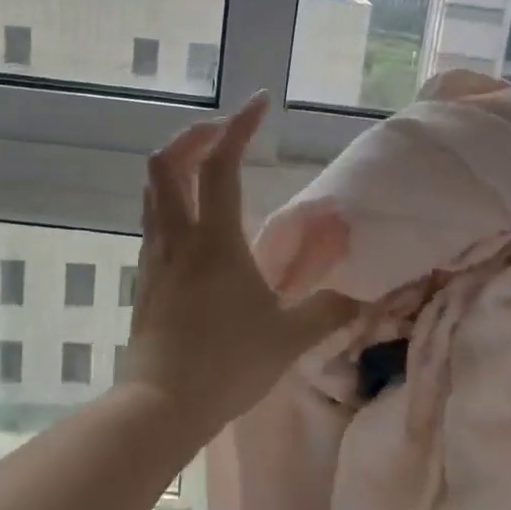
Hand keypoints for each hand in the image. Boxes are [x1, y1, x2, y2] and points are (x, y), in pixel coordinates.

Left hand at [120, 92, 357, 434]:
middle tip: (228, 133)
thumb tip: (365, 294)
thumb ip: (330, 310)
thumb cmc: (227, 366)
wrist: (160, 407)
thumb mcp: (289, 338)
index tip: (260, 102)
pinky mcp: (145, 278)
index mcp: (214, 240)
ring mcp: (155, 256)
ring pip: (153, 189)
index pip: (220, 164)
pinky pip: (153, 220)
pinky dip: (172, 198)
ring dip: (179, 164)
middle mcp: (178, 237)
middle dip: (196, 134)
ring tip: (209, 165)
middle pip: (167, 162)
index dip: (239, 126)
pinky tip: (196, 221)